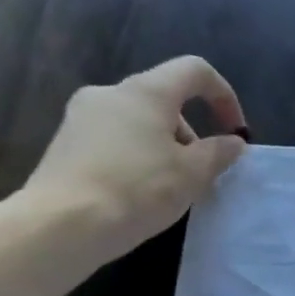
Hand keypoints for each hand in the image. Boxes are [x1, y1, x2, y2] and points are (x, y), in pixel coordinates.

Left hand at [21, 56, 247, 263]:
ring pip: (139, 121)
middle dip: (192, 132)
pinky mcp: (65, 144)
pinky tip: (140, 193)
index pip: (194, 70)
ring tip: (172, 188)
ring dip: (165, 146)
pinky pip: (115, 139)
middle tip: (201, 172)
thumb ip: (218, 152)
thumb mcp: (193, 174)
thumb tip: (232, 142)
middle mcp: (110, 93)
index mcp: (146, 92)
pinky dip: (138, 157)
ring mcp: (81, 117)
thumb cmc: (137, 190)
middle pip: (165, 98)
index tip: (233, 132)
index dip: (224, 95)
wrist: (61, 225)